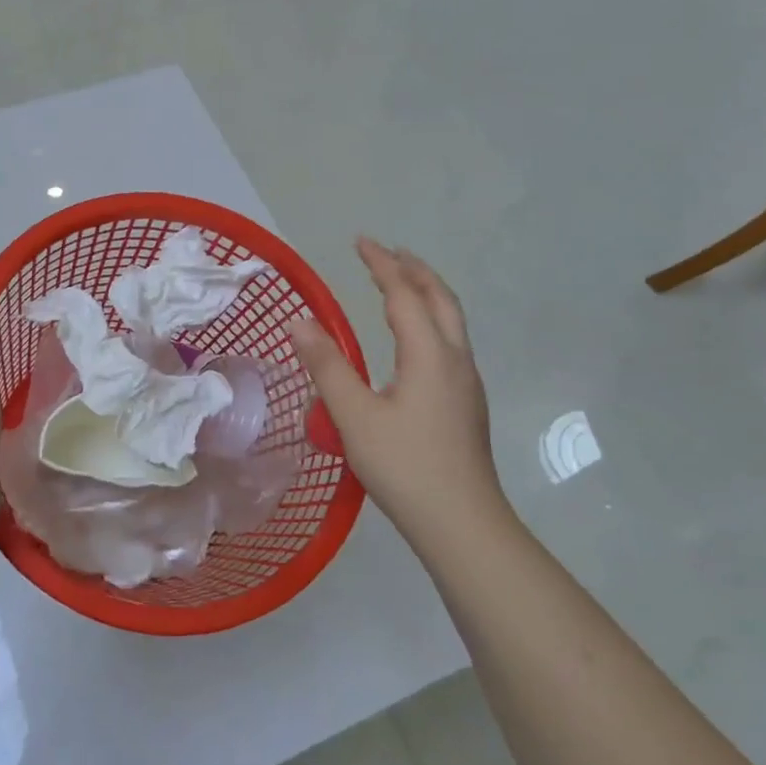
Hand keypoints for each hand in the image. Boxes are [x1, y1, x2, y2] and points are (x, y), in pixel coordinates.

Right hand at [287, 239, 506, 549]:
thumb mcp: (355, 416)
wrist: (462, 523)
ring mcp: (466, 382)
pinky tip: (414, 339)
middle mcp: (455, 359)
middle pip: (440, 299)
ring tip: (402, 283)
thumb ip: (327, 366)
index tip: (360, 241)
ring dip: (426, 293)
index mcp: (429, 354)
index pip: (404, 294)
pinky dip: (431, 319)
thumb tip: (299, 322)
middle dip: (414, 269)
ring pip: (451, 320)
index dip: (381, 264)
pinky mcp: (466, 403)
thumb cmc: (405, 466)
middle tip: (387, 252)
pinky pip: (450, 341)